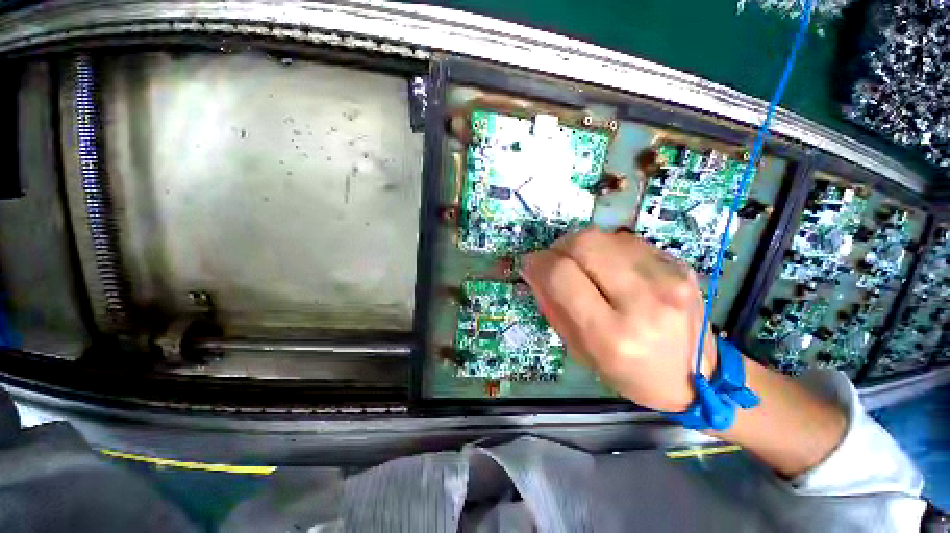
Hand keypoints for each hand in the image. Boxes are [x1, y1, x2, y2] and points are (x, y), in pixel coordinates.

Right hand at [521, 228, 715, 411]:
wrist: (700, 377)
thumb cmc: (631, 373)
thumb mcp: (581, 352)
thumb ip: (553, 308)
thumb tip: (534, 271)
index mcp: (612, 335)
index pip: (562, 276)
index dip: (539, 263)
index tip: (530, 264)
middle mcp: (643, 301)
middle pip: (585, 244)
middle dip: (559, 247)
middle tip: (555, 260)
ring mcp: (668, 278)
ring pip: (605, 236)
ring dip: (582, 247)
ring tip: (584, 267)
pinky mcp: (680, 265)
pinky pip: (627, 241)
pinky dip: (607, 249)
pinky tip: (610, 267)